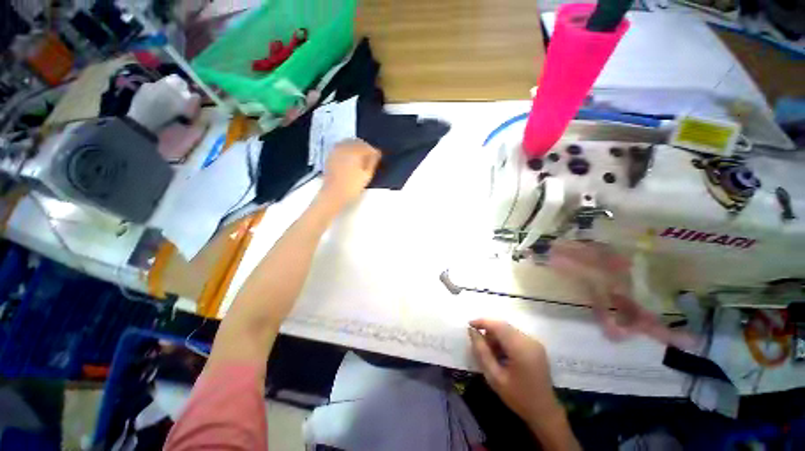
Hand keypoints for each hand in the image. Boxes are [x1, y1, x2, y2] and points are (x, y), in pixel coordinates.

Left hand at [319, 139, 380, 208]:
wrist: (334, 193)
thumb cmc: (352, 186)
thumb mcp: (367, 175)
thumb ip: (373, 162)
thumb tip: (376, 154)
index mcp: (355, 151)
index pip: (368, 147)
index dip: (375, 152)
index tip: (378, 157)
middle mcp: (345, 147)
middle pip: (359, 142)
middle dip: (366, 148)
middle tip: (371, 157)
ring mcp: (336, 150)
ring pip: (349, 142)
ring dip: (357, 147)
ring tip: (361, 158)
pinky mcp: (331, 155)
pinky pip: (342, 147)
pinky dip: (348, 150)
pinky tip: (351, 158)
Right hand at [468, 319, 560, 427]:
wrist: (544, 411)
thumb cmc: (518, 397)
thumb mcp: (494, 377)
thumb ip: (482, 352)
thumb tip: (472, 331)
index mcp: (520, 349)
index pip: (498, 326)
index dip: (482, 322)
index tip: (469, 324)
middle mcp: (529, 341)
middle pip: (503, 326)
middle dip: (488, 329)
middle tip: (477, 341)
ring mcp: (534, 342)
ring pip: (508, 329)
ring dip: (496, 335)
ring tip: (489, 350)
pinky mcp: (536, 346)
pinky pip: (515, 335)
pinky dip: (504, 339)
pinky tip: (500, 353)